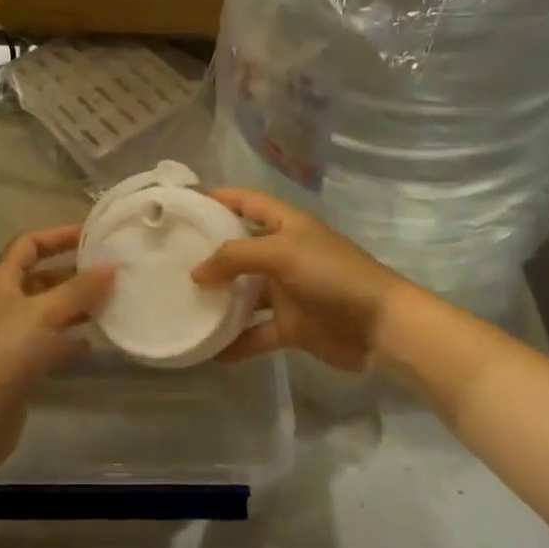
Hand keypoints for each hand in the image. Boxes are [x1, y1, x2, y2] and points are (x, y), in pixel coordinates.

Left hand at [0, 225, 113, 470]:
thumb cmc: (6, 351)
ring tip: (109, 306)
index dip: (58, 236)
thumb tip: (112, 266)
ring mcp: (8, 336)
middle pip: (40, 278)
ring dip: (75, 308)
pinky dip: (68, 341)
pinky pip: (48, 343)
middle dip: (73, 275)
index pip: (29, 244)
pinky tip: (92, 346)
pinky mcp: (17, 366)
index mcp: (0, 280)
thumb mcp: (46, 313)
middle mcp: (2, 303)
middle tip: (110, 274)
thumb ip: (80, 290)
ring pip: (47, 312)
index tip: (92, 236)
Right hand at [191, 189, 408, 371]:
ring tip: (180, 303)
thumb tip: (197, 272)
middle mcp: (283, 253)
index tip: (181, 204)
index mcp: (285, 225)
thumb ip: (236, 256)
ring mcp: (287, 291)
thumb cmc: (333, 275)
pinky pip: (256, 332)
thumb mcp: (282, 253)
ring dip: (218, 300)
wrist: (380, 326)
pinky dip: (236, 341)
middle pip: (239, 247)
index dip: (216, 197)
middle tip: (168, 257)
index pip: (244, 201)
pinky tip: (208, 350)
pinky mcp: (291, 325)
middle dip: (208, 252)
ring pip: (244, 293)